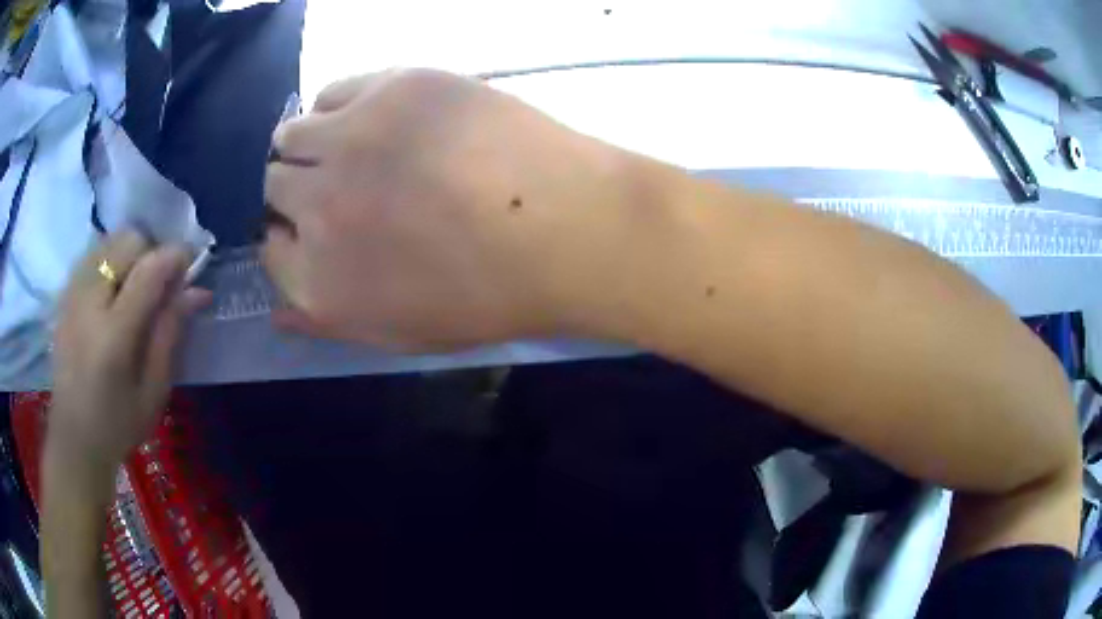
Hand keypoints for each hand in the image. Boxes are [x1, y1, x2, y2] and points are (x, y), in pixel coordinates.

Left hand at [48, 232, 209, 475]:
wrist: (74, 438)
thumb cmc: (118, 424)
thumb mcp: (153, 391)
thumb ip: (170, 334)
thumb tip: (197, 290)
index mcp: (114, 335)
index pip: (149, 269)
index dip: (176, 256)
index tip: (191, 264)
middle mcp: (89, 302)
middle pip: (128, 241)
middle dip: (151, 252)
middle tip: (160, 285)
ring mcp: (72, 293)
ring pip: (109, 240)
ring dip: (130, 254)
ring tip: (135, 289)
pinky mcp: (64, 293)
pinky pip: (93, 253)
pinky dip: (110, 260)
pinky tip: (112, 291)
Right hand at [262, 69, 646, 350]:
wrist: (565, 228)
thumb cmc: (491, 296)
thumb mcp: (401, 334)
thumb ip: (327, 322)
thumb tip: (276, 311)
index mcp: (318, 279)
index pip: (270, 249)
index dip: (289, 237)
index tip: (312, 228)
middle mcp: (313, 207)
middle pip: (272, 186)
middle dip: (294, 189)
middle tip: (339, 183)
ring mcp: (346, 139)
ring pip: (290, 134)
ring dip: (307, 142)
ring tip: (350, 145)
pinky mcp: (388, 88)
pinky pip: (333, 92)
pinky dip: (341, 106)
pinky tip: (375, 116)